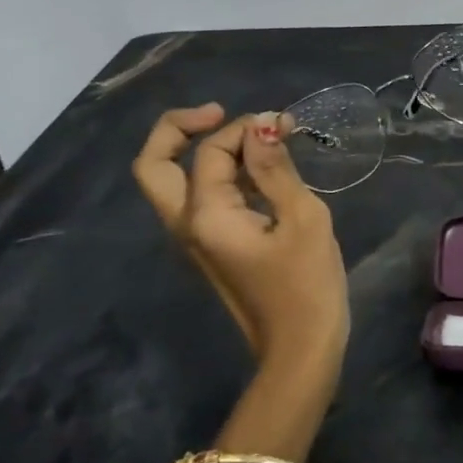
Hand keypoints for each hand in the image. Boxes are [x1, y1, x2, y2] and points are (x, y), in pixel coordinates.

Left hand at [133, 104, 348, 376]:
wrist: (301, 349)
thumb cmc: (307, 284)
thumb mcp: (302, 218)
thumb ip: (276, 168)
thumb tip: (262, 124)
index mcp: (205, 217)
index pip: (211, 152)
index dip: (245, 129)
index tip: (286, 125)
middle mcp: (187, 225)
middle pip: (155, 165)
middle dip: (180, 129)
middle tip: (219, 113)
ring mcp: (196, 239)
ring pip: (175, 180)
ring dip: (206, 150)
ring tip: (258, 137)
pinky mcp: (213, 246)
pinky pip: (202, 197)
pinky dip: (223, 173)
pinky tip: (262, 168)